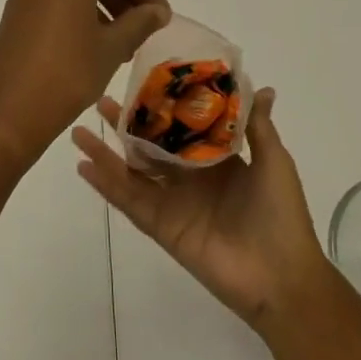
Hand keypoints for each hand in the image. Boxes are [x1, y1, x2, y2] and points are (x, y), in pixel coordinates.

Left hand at [0, 0, 171, 167]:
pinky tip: (90, 48)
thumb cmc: (68, 74)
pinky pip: (54, 3)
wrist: (7, 112)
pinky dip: (77, 16)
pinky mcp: (14, 14)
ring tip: (121, 45)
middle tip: (144, 30)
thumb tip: (157, 10)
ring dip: (102, 9)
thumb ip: (140, 22)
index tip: (162, 18)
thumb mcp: (112, 48)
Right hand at [73, 88, 330, 330]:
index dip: (161, 108)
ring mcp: (172, 203)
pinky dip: (106, 185)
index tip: (141, 83)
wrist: (281, 276)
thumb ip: (258, 126)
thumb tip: (261, 87)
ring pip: (132, 172)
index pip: (182, 129)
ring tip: (79, 130)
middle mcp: (190, 178)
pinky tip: (84, 166)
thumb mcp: (274, 162)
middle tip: (101, 102)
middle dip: (127, 126)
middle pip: (149, 147)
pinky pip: (129, 202)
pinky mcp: (161, 226)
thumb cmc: (280, 214)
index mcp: (217, 161)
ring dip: (106, 153)